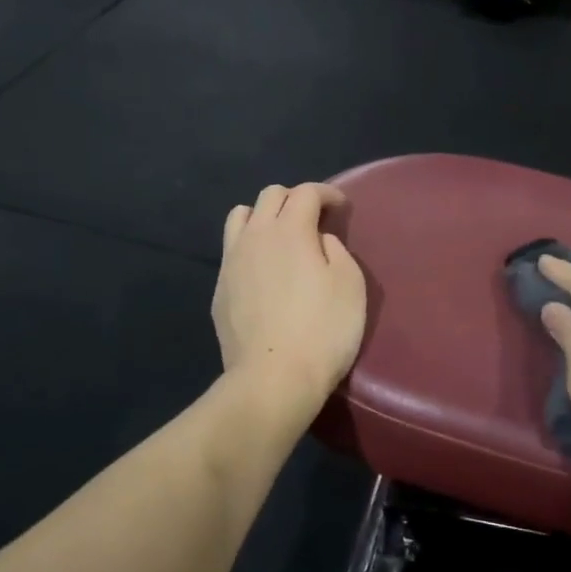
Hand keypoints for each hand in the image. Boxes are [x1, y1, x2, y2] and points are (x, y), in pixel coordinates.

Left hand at [213, 184, 367, 412]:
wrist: (273, 379)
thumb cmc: (323, 330)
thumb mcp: (350, 285)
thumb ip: (336, 250)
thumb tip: (318, 241)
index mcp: (289, 229)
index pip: (306, 192)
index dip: (327, 193)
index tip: (341, 207)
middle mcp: (255, 235)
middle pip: (270, 196)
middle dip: (295, 199)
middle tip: (314, 220)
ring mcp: (231, 262)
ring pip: (240, 216)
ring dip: (263, 216)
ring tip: (280, 237)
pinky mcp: (220, 289)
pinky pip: (232, 251)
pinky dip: (250, 247)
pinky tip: (263, 271)